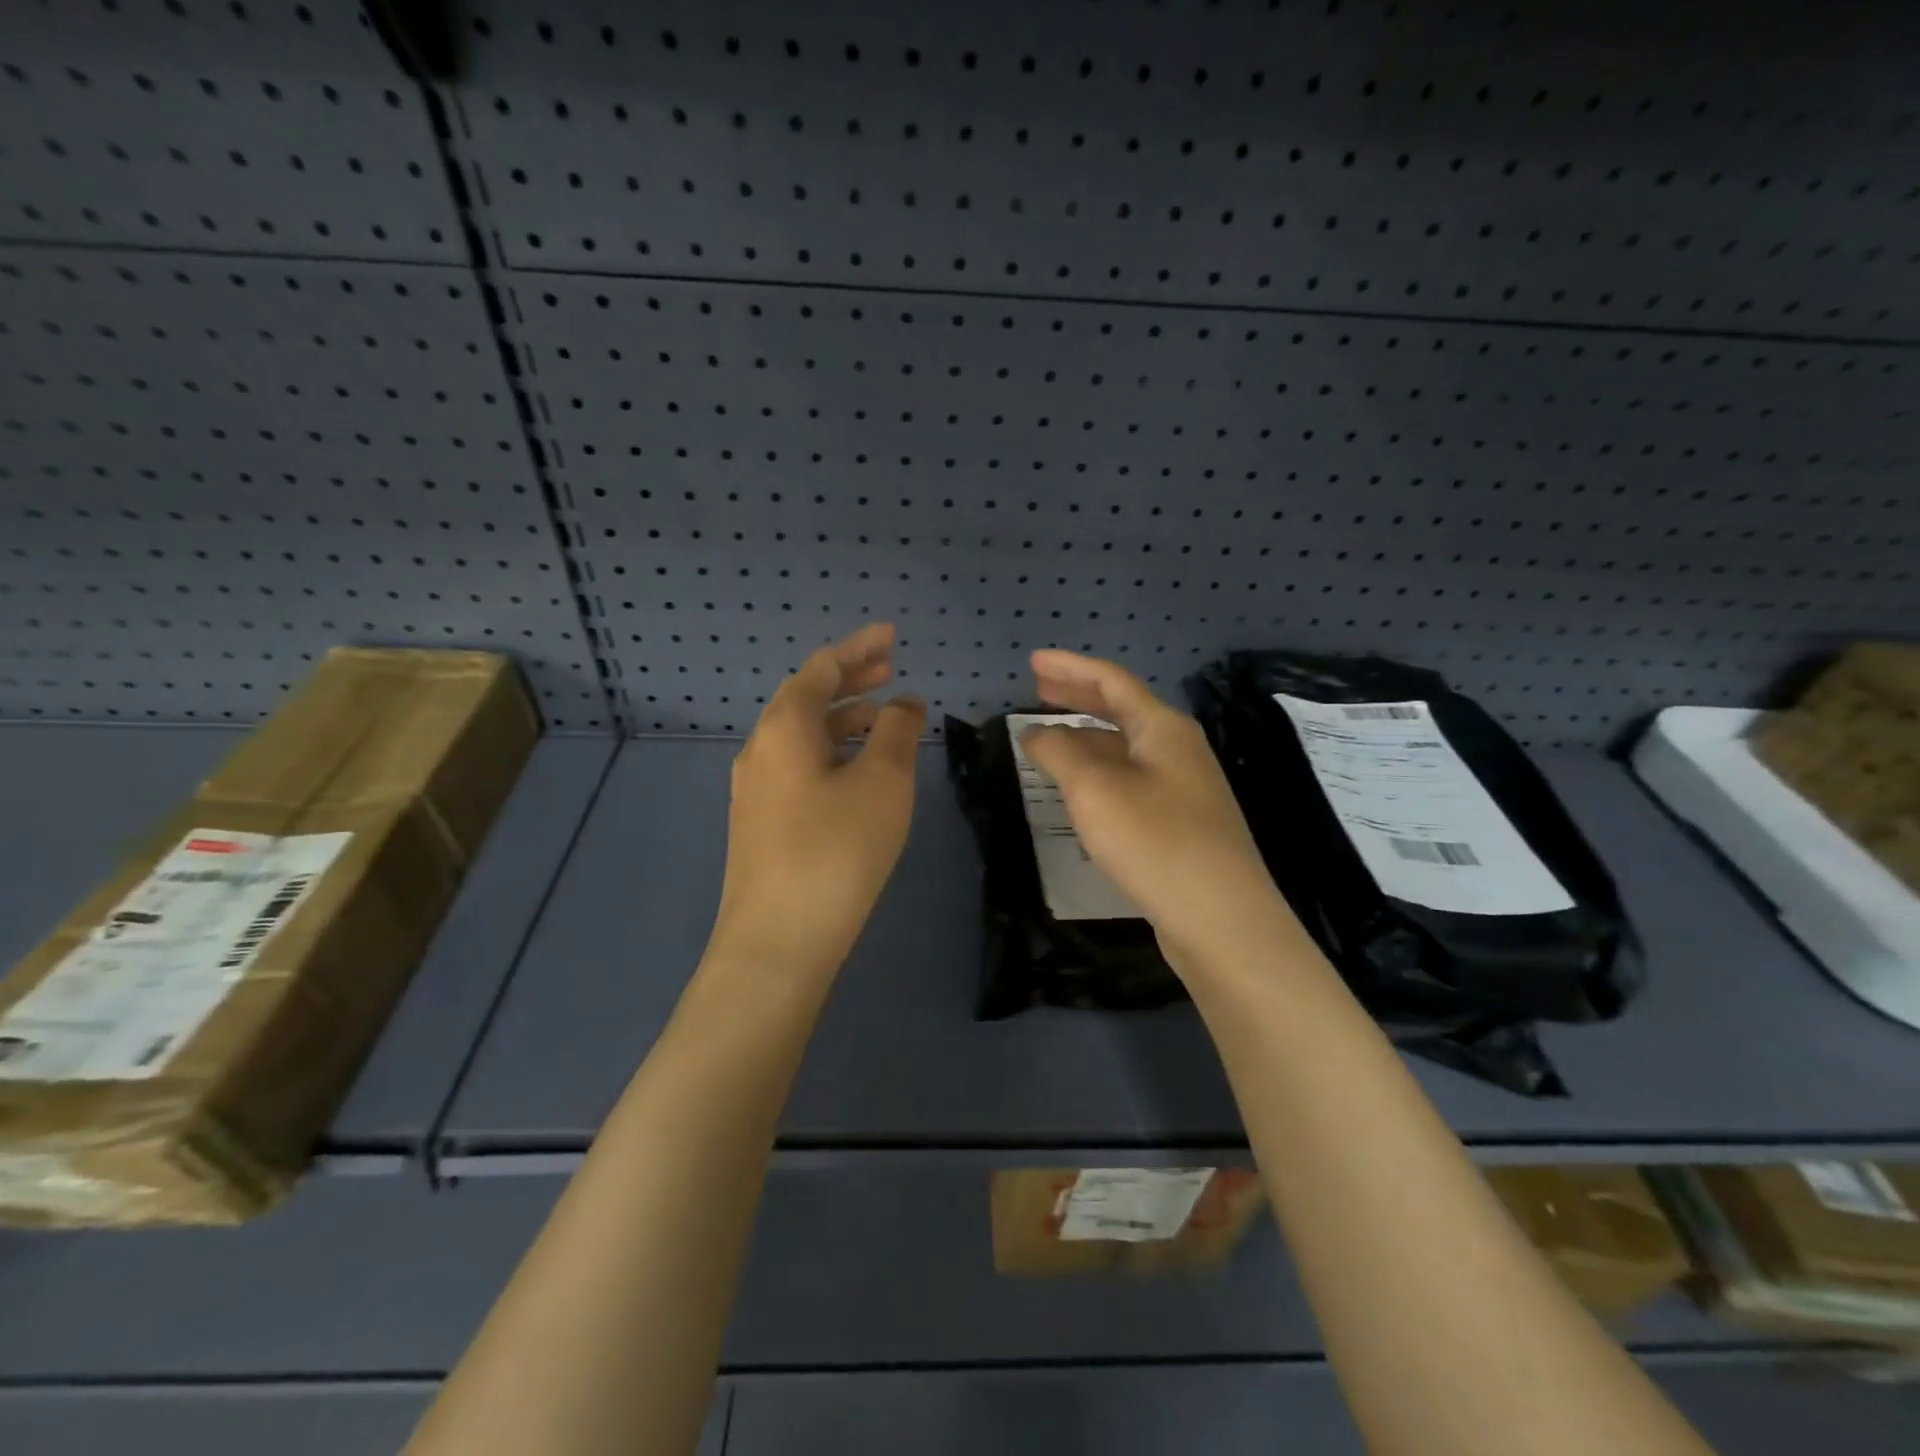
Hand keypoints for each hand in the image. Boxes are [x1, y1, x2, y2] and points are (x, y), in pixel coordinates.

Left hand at [706, 623, 926, 982]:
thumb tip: (902, 702)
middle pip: (807, 698)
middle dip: (850, 679)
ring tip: (881, 716)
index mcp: (784, 727)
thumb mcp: (882, 782)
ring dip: (841, 717)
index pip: (822, 668)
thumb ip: (895, 731)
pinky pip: (798, 765)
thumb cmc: (836, 851)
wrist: (777, 942)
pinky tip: (855, 770)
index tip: (892, 635)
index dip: (859, 647)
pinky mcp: (760, 822)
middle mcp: (761, 749)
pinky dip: (830, 751)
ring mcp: (755, 789)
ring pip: (802, 735)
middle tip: (890, 667)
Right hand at [1019, 649, 1290, 962]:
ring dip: (1086, 735)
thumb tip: (1035, 731)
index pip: (1110, 681)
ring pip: (1126, 746)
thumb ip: (1059, 752)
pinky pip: (1131, 777)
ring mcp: (1183, 785)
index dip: (1069, 668)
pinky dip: (1099, 770)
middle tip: (1038, 689)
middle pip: (1121, 709)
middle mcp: (1178, 748)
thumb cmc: (1155, 841)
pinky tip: (1081, 787)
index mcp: (1163, 727)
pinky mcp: (1180, 821)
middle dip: (1077, 696)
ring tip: (1050, 736)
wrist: (1221, 918)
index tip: (1032, 662)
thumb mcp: (1094, 790)